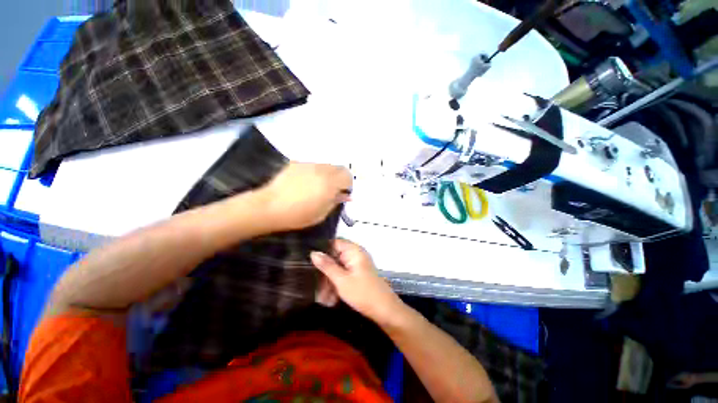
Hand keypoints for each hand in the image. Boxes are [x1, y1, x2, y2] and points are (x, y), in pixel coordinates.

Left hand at [260, 162, 351, 231]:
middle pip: (339, 167)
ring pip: (327, 165)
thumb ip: (336, 201)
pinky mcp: (297, 163)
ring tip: (318, 186)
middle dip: (340, 177)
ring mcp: (309, 164)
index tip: (342, 193)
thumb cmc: (298, 215)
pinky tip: (305, 182)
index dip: (347, 185)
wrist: (270, 206)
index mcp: (330, 183)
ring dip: (328, 174)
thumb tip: (345, 195)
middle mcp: (322, 170)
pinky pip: (313, 165)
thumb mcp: (322, 213)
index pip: (348, 176)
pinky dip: (315, 172)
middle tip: (333, 189)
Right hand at [310, 239, 404, 324]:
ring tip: (322, 297)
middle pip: (334, 257)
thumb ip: (327, 265)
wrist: (384, 310)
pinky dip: (336, 284)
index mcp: (353, 251)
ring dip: (329, 281)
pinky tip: (330, 299)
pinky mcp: (357, 274)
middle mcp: (355, 254)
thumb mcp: (341, 280)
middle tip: (314, 285)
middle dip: (324, 272)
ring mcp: (357, 264)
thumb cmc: (362, 293)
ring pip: (337, 268)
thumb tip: (313, 252)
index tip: (308, 260)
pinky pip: (343, 275)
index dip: (322, 250)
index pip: (334, 242)